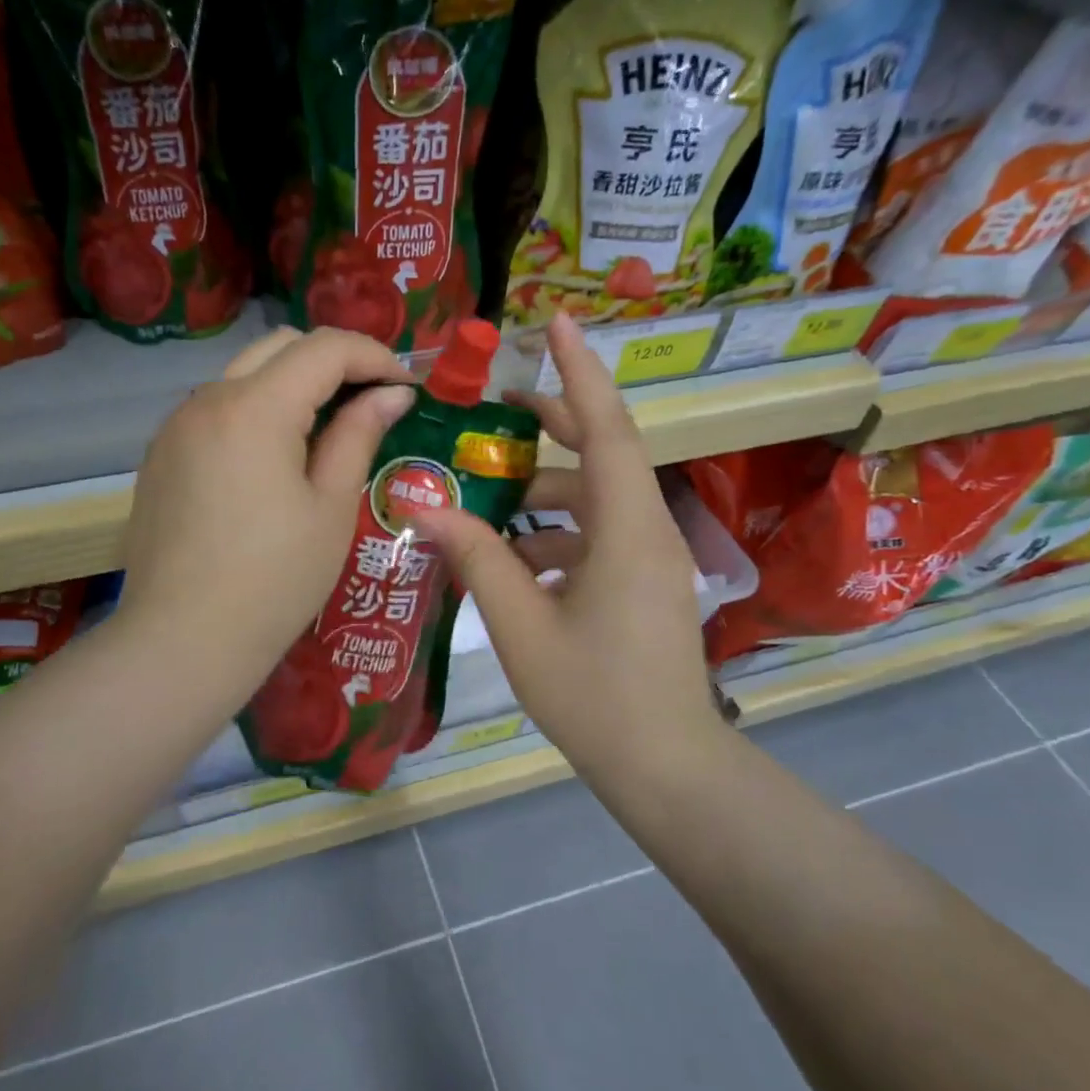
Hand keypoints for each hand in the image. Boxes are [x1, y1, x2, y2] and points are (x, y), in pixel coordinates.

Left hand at [115, 326, 414, 704]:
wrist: (182, 641)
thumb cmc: (273, 581)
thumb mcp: (331, 508)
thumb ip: (359, 435)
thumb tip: (392, 393)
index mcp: (255, 408)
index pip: (325, 348)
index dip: (375, 356)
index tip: (406, 388)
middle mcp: (207, 399)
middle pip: (280, 347)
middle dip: (334, 362)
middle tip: (372, 402)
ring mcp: (176, 426)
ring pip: (244, 375)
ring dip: (292, 386)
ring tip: (328, 432)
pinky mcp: (161, 456)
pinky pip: (217, 411)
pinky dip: (256, 412)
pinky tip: (275, 460)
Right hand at [418, 313, 723, 777]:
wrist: (666, 768)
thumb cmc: (594, 697)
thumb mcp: (521, 624)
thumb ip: (475, 557)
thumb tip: (423, 506)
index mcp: (627, 529)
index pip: (606, 427)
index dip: (579, 370)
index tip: (556, 321)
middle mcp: (647, 530)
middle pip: (600, 454)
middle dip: (551, 426)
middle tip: (495, 411)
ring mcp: (650, 558)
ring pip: (594, 500)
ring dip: (543, 495)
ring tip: (484, 505)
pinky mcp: (643, 584)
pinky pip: (598, 536)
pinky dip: (555, 536)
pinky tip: (513, 563)